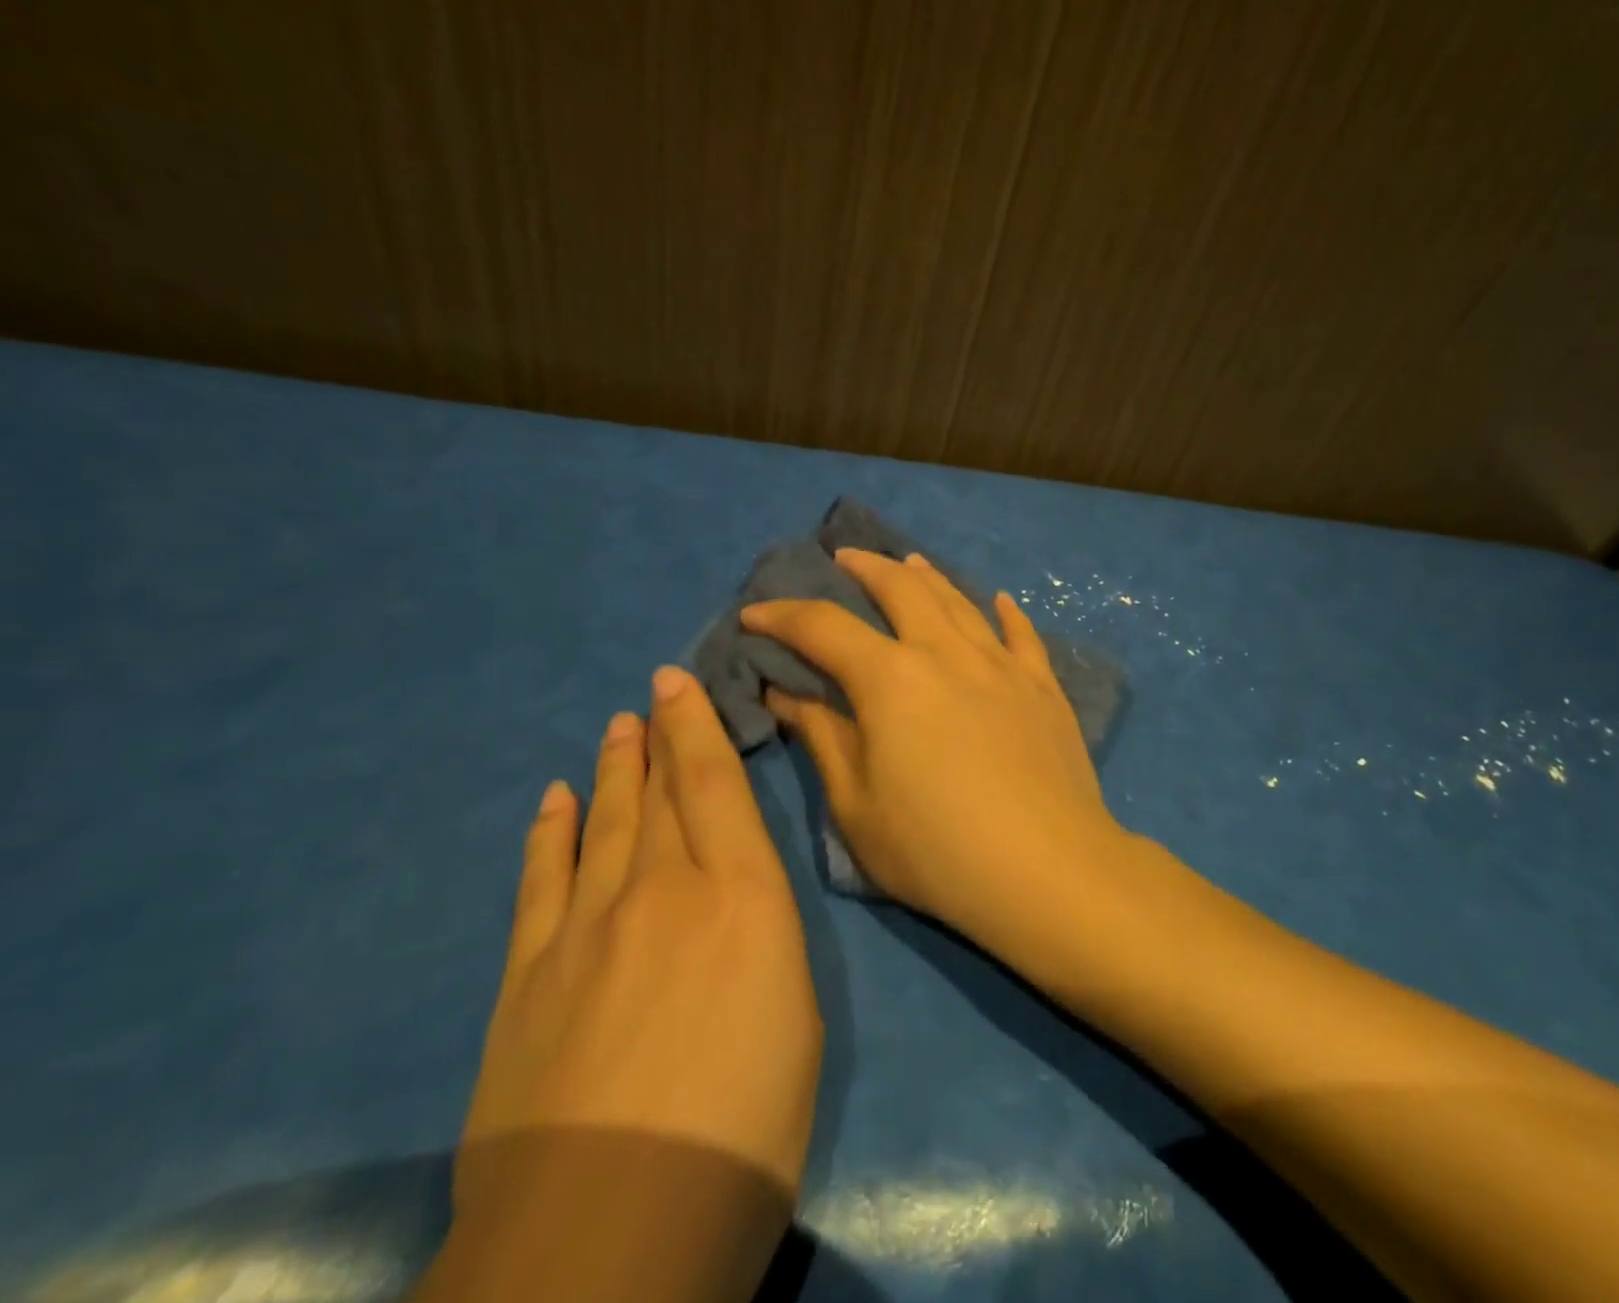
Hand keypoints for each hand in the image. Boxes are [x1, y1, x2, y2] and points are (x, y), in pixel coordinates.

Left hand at [449, 667, 820, 1288]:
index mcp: (741, 896)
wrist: (612, 1228)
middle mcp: (663, 888)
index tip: (680, 682)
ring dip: (611, 771)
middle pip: (659, 792)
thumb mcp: (798, 1017)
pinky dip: (550, 833)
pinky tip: (554, 801)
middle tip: (650, 692)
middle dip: (656, 735)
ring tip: (614, 728)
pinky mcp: (529, 974)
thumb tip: (739, 901)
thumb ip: (765, 936)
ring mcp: (587, 926)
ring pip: (604, 822)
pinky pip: (542, 879)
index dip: (697, 725)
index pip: (716, 785)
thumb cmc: (745, 1126)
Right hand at [740, 549, 1124, 941]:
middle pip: (901, 588)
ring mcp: (1001, 664)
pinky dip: (1006, 612)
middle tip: (844, 558)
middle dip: (865, 567)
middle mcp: (946, 652)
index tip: (754, 613)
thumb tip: (786, 692)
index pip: (823, 627)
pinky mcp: (1043, 686)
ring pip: (959, 600)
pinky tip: (1000, 600)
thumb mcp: (856, 805)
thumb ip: (821, 738)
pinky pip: (1022, 634)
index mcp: (890, 678)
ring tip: (910, 561)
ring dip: (927, 576)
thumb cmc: (936, 850)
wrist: (1046, 870)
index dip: (782, 615)